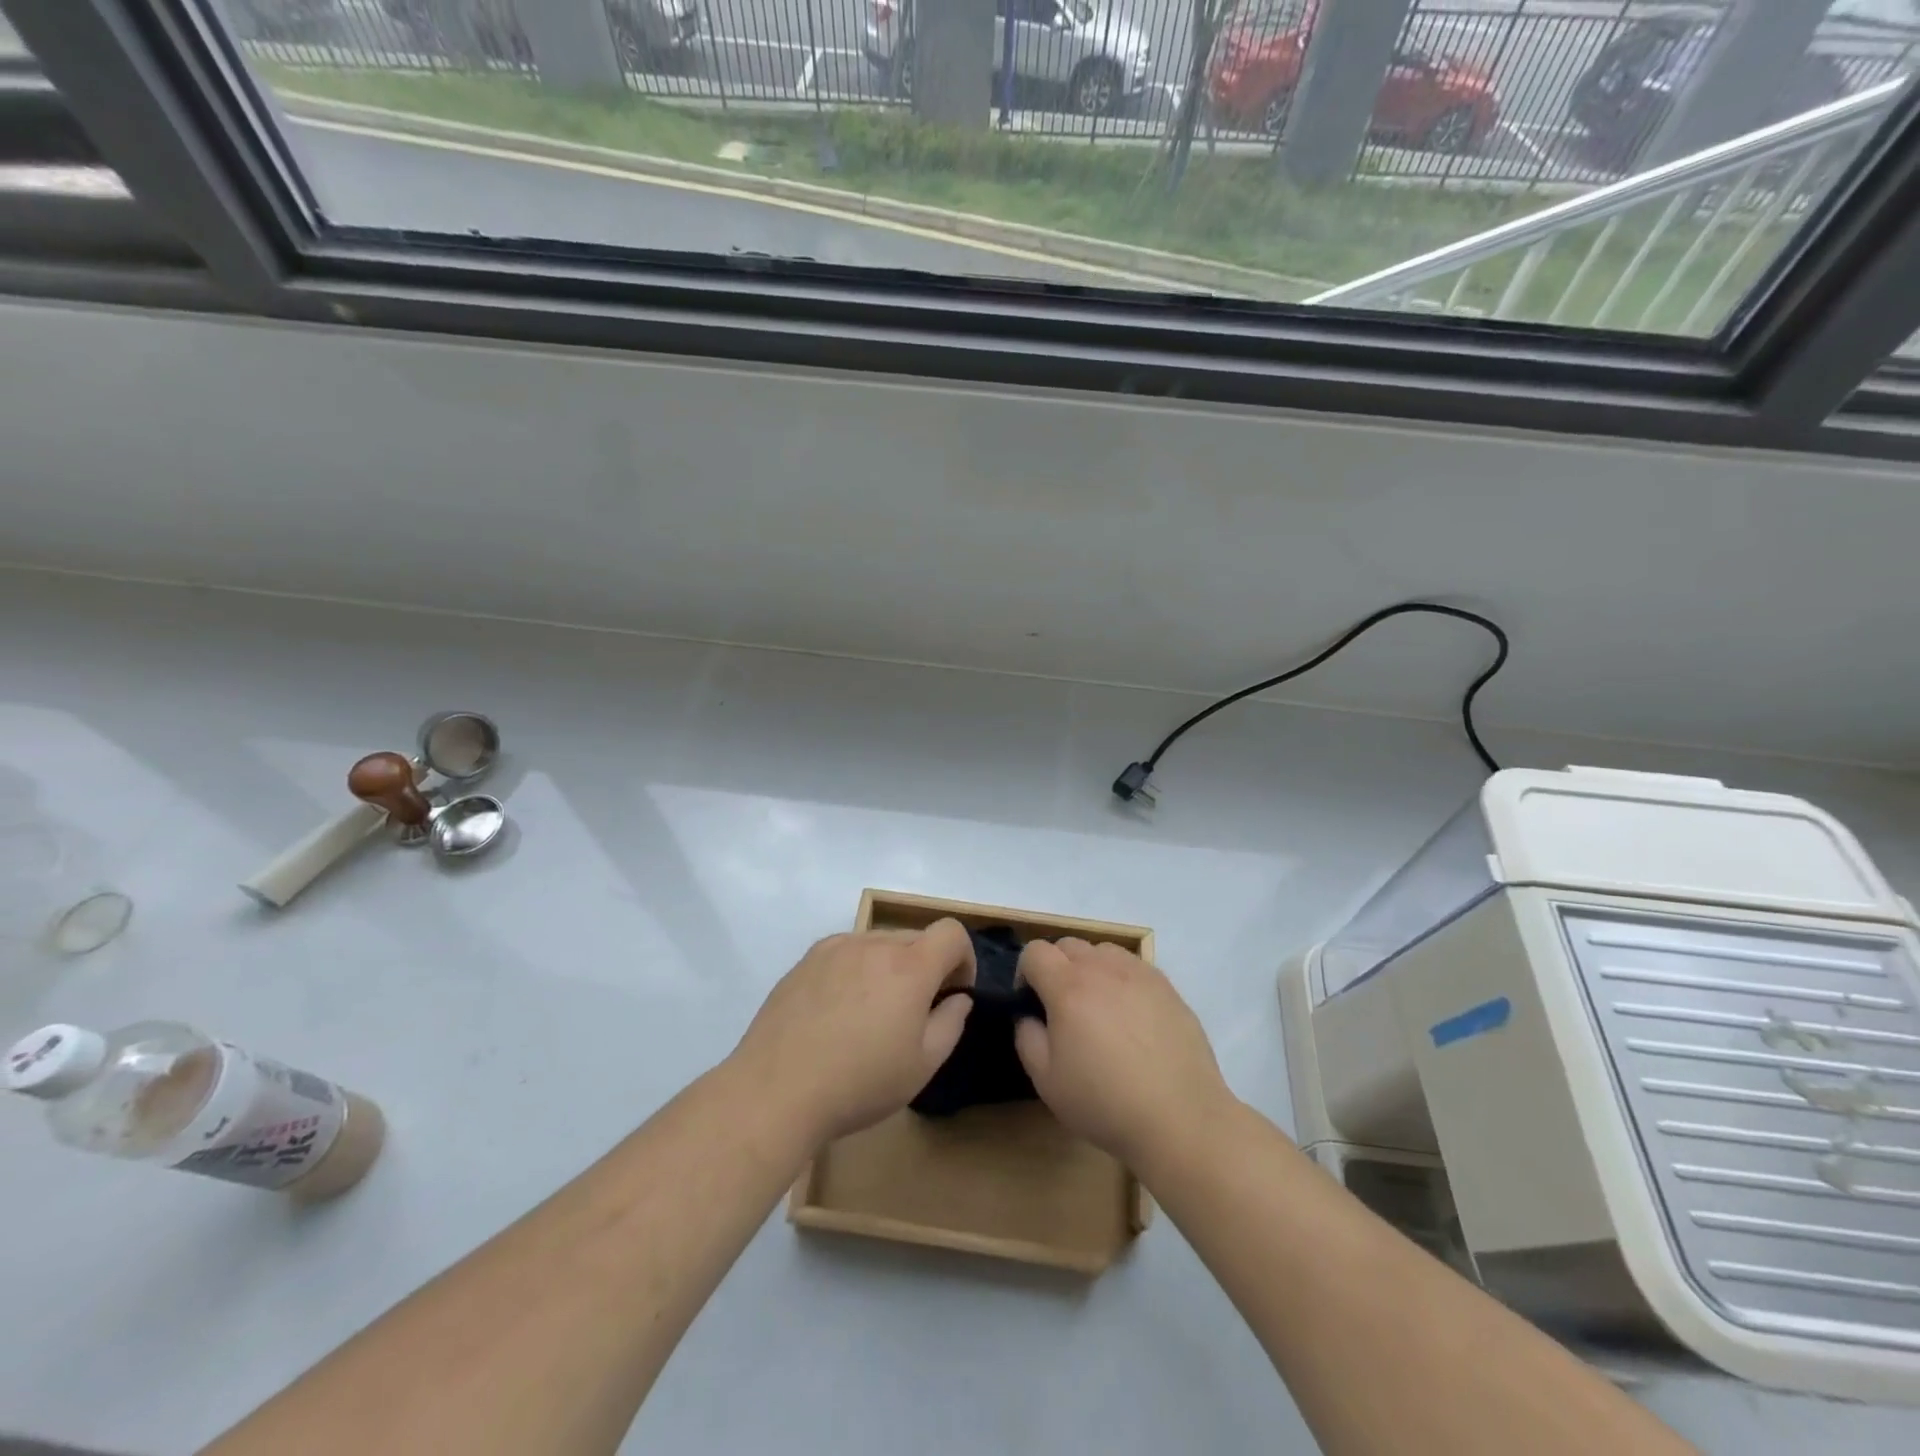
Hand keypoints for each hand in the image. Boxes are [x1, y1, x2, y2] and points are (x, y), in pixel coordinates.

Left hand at [733, 919, 975, 1146]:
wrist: (776, 1091)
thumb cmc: (859, 1082)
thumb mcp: (922, 1065)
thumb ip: (950, 1023)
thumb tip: (957, 998)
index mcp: (909, 966)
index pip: (951, 932)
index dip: (963, 958)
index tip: (953, 993)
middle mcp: (874, 944)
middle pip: (915, 938)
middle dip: (926, 966)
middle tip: (913, 1012)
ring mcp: (835, 948)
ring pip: (878, 943)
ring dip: (889, 967)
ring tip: (871, 1013)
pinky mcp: (806, 960)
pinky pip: (846, 952)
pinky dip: (855, 969)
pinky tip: (838, 1011)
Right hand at [1014, 938, 1233, 1171]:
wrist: (1180, 1119)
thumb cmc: (1105, 1102)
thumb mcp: (1047, 1081)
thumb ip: (1027, 1038)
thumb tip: (1029, 1016)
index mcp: (1068, 987)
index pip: (1034, 951)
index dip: (1025, 972)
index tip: (1031, 1003)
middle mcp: (1102, 968)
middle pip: (1068, 944)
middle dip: (1056, 966)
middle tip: (1063, 1007)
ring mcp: (1139, 974)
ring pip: (1103, 951)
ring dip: (1091, 968)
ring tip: (1099, 1008)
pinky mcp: (1168, 987)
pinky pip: (1134, 967)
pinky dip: (1122, 979)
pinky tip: (1132, 1017)